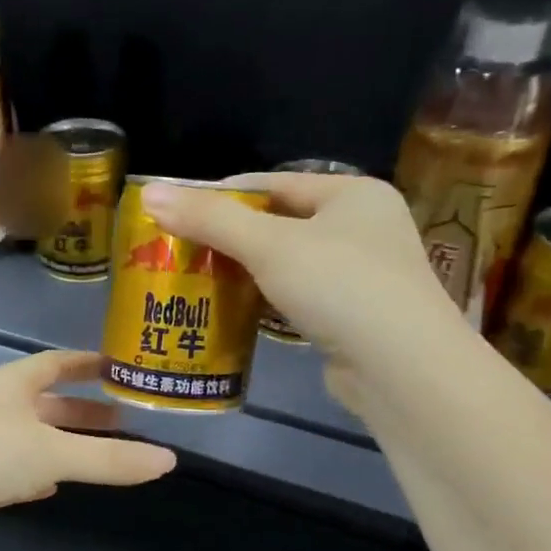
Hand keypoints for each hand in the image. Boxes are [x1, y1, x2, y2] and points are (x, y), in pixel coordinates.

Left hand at [0, 351, 176, 548]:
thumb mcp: (53, 453)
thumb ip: (109, 459)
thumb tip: (169, 461)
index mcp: (13, 383)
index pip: (58, 363)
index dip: (88, 363)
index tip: (119, 366)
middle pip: (48, 402)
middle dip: (83, 410)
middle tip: (123, 419)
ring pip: (33, 436)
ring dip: (64, 442)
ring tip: (101, 451)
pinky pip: (14, 468)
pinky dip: (37, 472)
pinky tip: (53, 485)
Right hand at [139, 173, 459, 414]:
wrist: (400, 367)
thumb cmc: (339, 287)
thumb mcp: (269, 245)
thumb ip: (210, 219)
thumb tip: (150, 192)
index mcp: (353, 194)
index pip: (274, 183)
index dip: (224, 195)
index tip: (178, 212)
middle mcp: (363, 227)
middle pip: (280, 223)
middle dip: (229, 238)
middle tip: (181, 251)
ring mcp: (362, 274)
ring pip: (287, 264)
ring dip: (245, 273)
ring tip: (196, 281)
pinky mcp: (352, 315)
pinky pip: (297, 298)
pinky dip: (265, 302)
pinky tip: (233, 311)